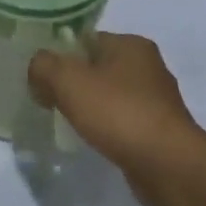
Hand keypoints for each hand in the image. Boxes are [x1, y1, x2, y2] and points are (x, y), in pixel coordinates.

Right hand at [28, 33, 205, 205]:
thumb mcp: (67, 80)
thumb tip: (37, 70)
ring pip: (109, 95)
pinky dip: (105, 127)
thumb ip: (43, 66)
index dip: (59, 54)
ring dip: (89, 106)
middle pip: (96, 67)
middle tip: (48, 98)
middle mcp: (148, 66)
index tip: (40, 76)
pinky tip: (92, 139)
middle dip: (73, 82)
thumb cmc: (118, 113)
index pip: (85, 39)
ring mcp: (157, 100)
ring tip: (67, 121)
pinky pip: (122, 120)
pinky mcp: (159, 130)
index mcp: (131, 44)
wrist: (168, 166)